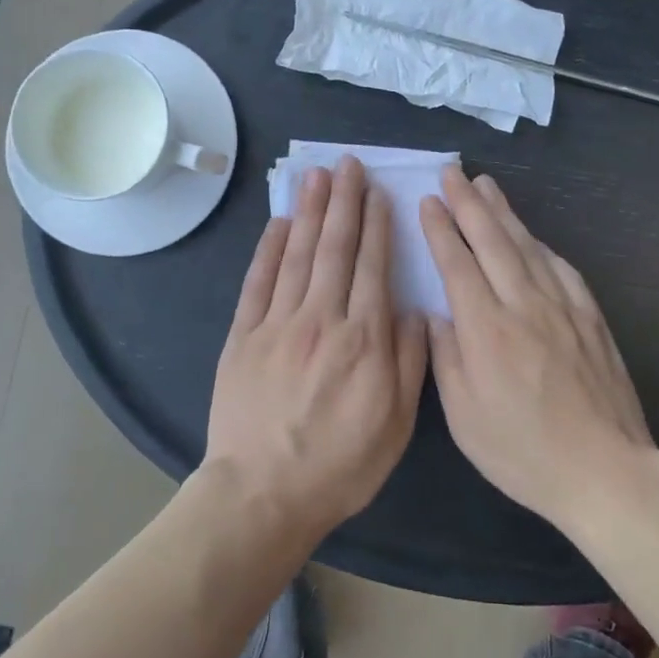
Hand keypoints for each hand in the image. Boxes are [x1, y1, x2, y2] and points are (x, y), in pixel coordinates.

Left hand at [205, 156, 427, 541]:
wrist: (263, 493)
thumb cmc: (340, 464)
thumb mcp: (397, 424)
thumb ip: (409, 362)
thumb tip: (414, 309)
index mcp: (364, 340)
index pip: (373, 268)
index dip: (377, 225)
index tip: (379, 192)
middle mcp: (322, 320)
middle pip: (335, 249)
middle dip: (344, 202)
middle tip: (348, 164)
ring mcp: (278, 324)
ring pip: (298, 255)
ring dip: (310, 211)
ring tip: (317, 176)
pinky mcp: (243, 336)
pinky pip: (258, 281)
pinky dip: (269, 248)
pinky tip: (280, 222)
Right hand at [420, 167, 656, 532]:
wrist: (606, 470)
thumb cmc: (524, 451)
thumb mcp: (465, 417)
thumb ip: (446, 358)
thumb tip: (435, 315)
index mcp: (486, 329)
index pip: (458, 264)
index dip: (441, 229)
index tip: (428, 201)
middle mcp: (523, 305)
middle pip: (492, 241)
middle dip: (468, 203)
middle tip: (452, 172)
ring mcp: (562, 307)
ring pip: (527, 245)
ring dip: (503, 211)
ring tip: (486, 184)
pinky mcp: (590, 317)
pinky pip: (561, 267)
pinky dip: (540, 243)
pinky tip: (532, 234)